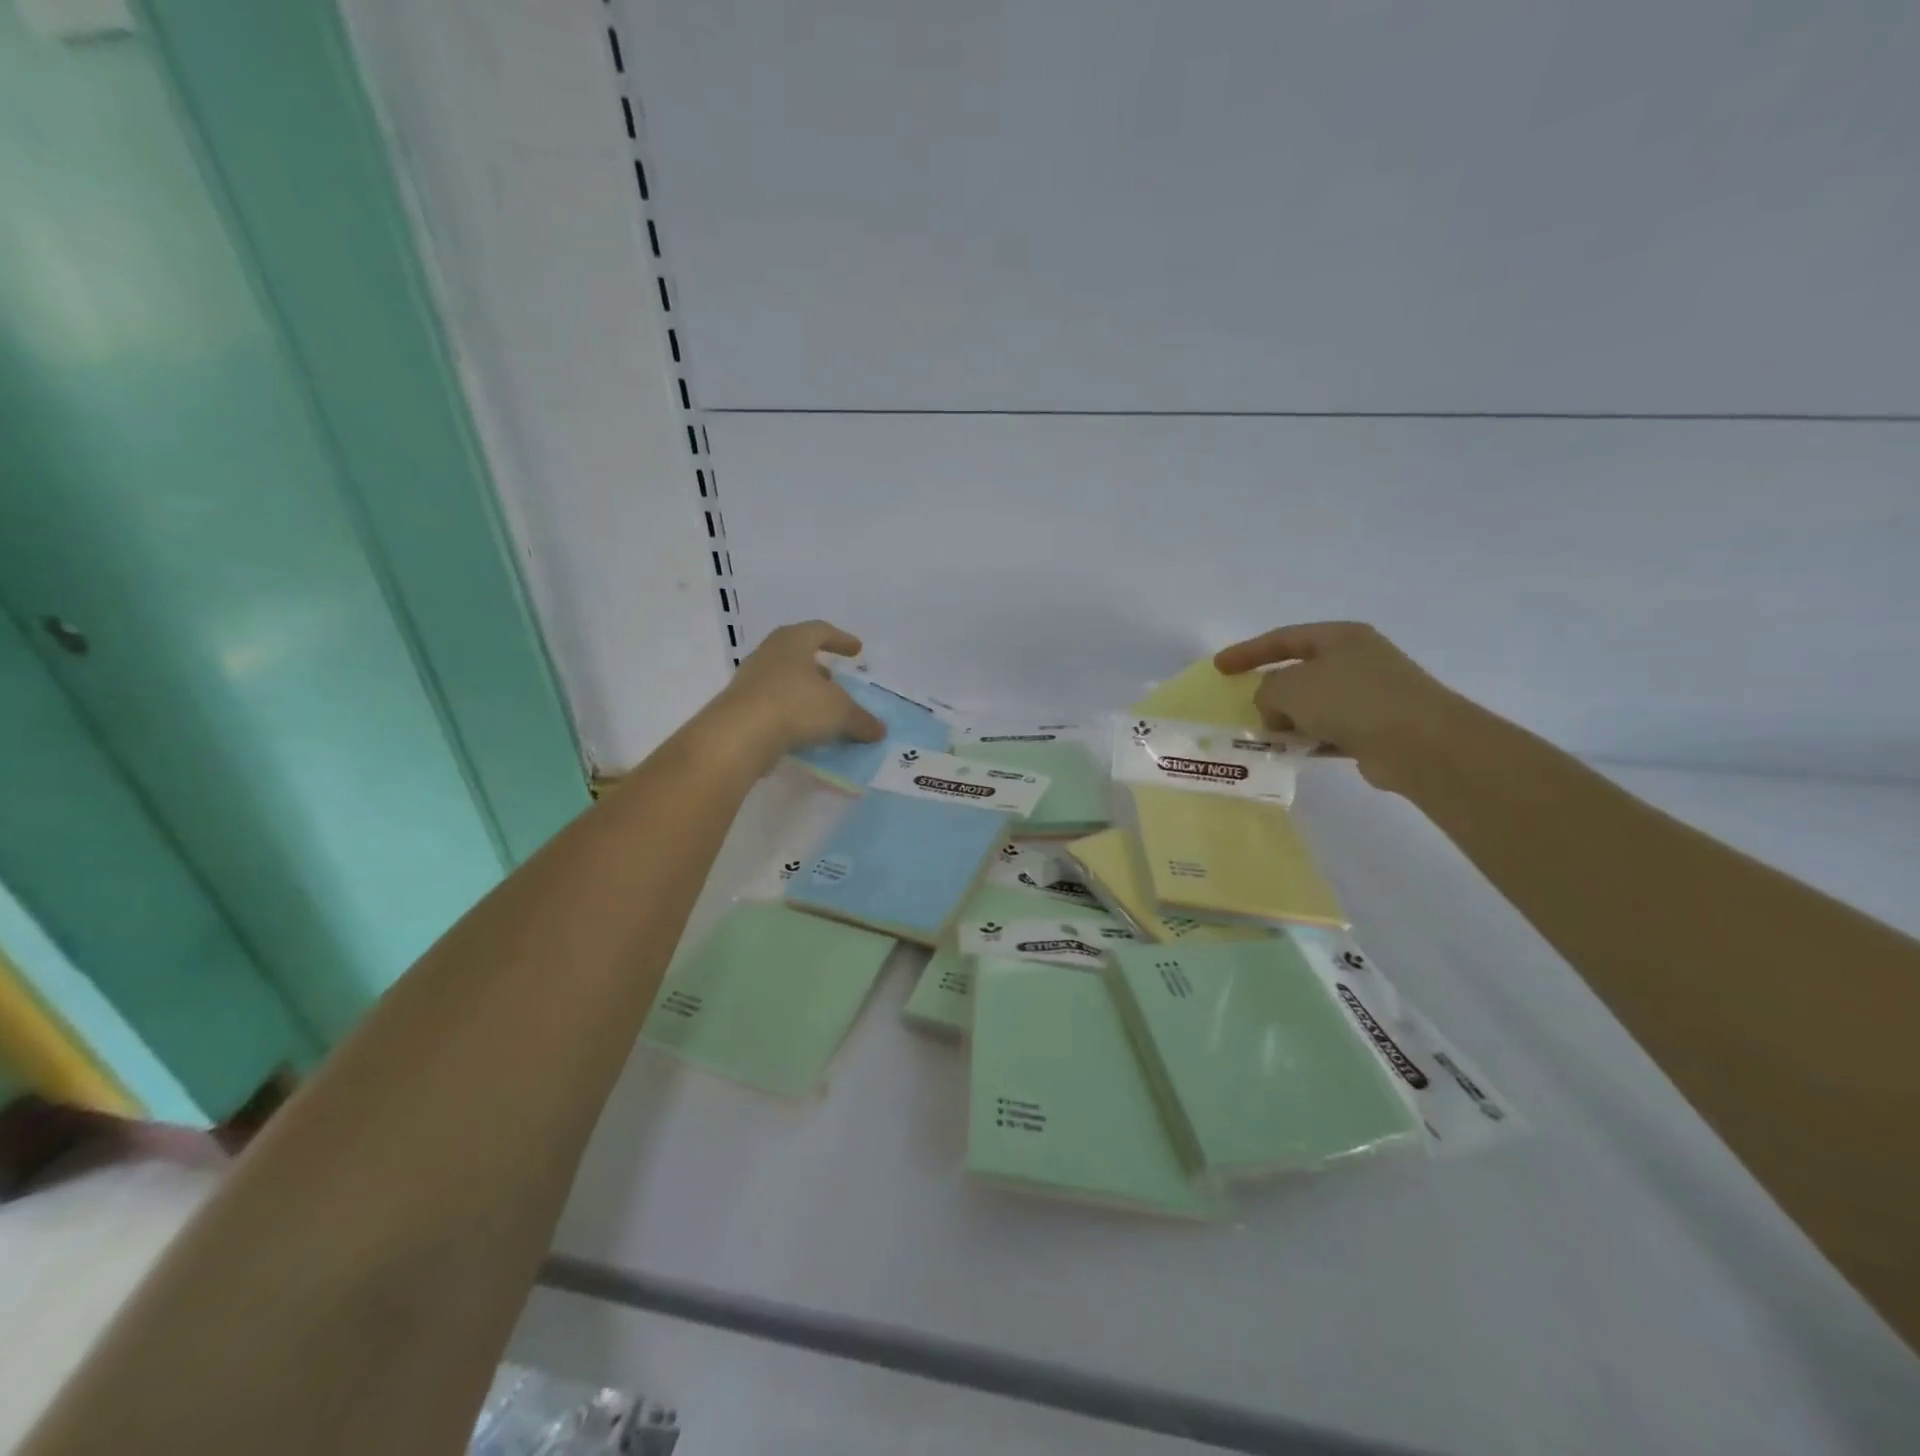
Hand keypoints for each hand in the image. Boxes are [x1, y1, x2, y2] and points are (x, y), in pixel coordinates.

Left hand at [708, 620, 884, 765]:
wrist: (739, 736)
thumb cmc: (795, 705)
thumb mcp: (839, 712)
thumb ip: (861, 720)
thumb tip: (879, 730)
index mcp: (793, 642)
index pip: (820, 631)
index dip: (841, 639)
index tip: (856, 650)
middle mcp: (769, 654)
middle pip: (797, 653)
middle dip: (819, 666)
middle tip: (836, 678)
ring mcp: (750, 681)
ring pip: (783, 679)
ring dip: (804, 691)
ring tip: (822, 707)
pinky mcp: (741, 708)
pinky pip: (773, 704)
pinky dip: (791, 712)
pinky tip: (803, 729)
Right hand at [1213, 622, 1475, 788]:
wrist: (1420, 743)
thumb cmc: (1351, 701)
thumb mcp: (1290, 688)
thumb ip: (1266, 692)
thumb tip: (1274, 708)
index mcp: (1340, 637)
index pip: (1283, 639)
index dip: (1247, 652)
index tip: (1218, 668)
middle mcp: (1357, 660)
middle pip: (1300, 671)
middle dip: (1270, 690)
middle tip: (1244, 707)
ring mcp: (1371, 694)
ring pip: (1314, 704)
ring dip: (1288, 719)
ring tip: (1264, 737)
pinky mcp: (1377, 728)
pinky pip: (1330, 730)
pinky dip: (1309, 739)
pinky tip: (1292, 753)